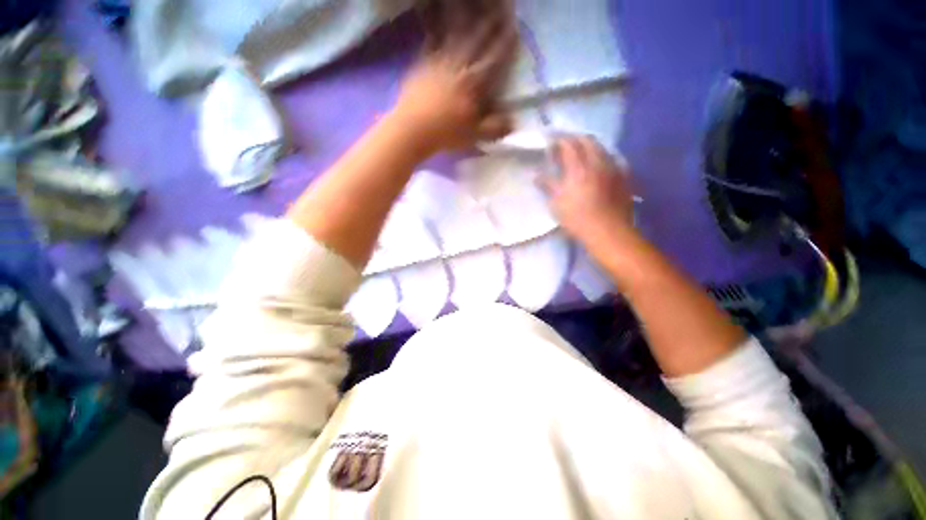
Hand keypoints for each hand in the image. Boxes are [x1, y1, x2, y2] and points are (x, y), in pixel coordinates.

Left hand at [392, 0, 517, 153]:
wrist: (413, 128)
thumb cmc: (446, 133)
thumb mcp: (474, 135)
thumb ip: (494, 128)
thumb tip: (514, 122)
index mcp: (474, 82)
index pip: (494, 58)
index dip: (506, 42)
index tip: (515, 27)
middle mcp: (458, 66)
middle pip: (476, 39)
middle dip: (489, 23)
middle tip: (498, 7)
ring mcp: (438, 62)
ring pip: (454, 35)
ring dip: (464, 19)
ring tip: (468, 5)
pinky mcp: (422, 65)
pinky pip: (431, 42)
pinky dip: (435, 29)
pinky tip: (434, 19)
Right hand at [541, 136, 637, 244]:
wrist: (607, 231)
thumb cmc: (577, 217)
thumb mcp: (556, 203)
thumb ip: (547, 185)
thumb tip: (536, 175)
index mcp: (579, 167)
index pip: (569, 144)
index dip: (560, 139)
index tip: (552, 141)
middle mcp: (598, 162)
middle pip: (588, 140)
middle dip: (576, 138)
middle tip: (566, 144)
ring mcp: (613, 168)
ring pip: (602, 148)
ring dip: (590, 146)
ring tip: (582, 153)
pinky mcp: (623, 177)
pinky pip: (613, 159)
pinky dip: (603, 157)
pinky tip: (599, 166)